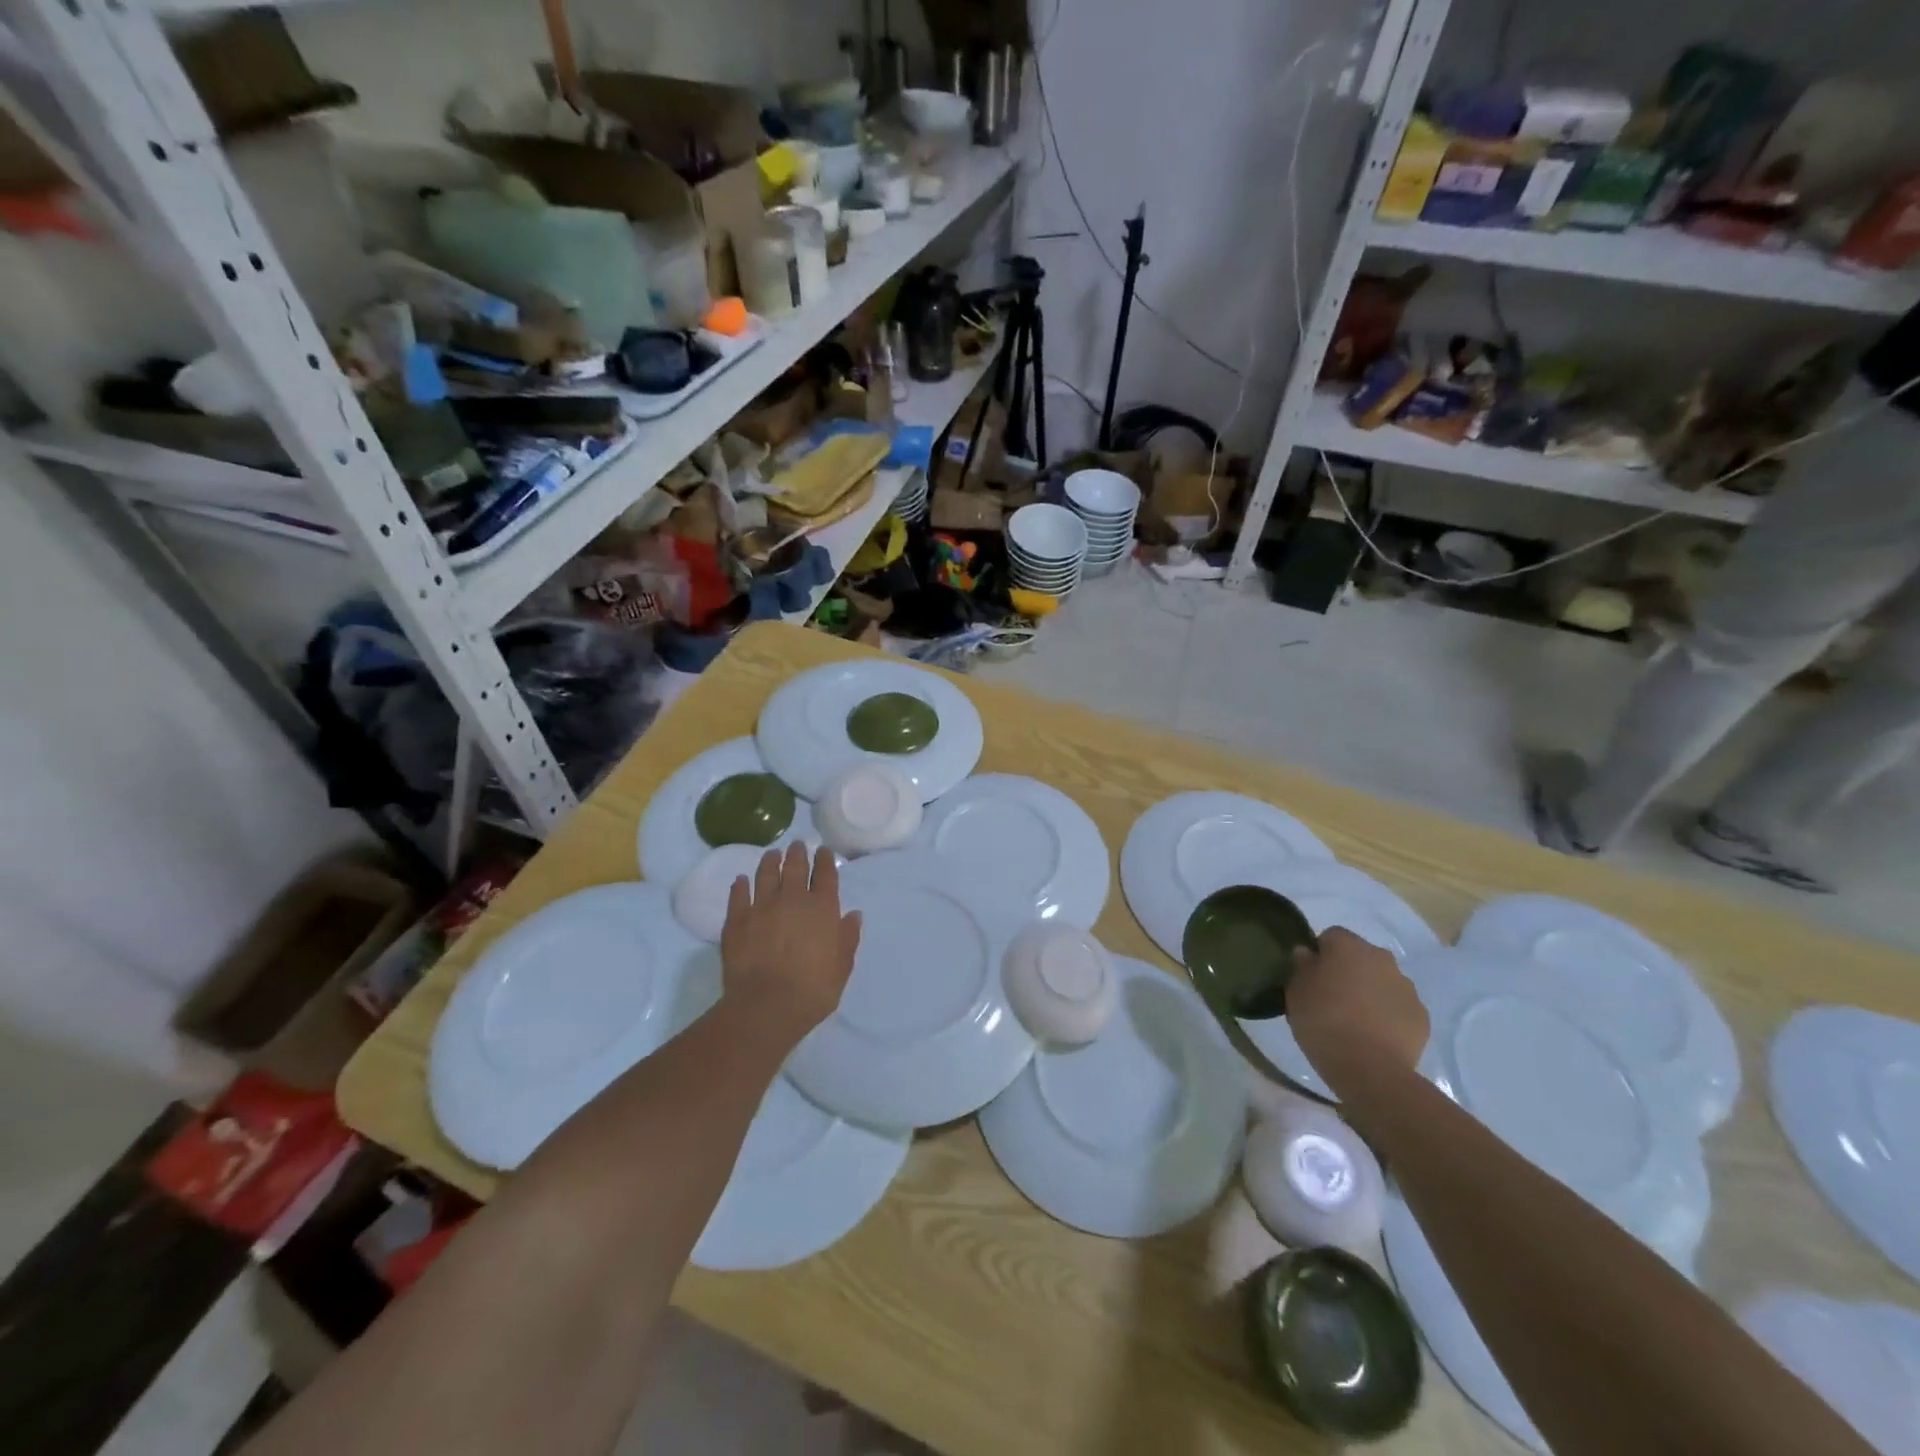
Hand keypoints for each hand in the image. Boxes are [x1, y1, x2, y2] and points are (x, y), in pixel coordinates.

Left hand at [720, 844, 862, 1043]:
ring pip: (766, 874)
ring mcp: (762, 906)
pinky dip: (741, 885)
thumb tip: (852, 915)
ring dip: (770, 861)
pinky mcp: (737, 919)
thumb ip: (847, 937)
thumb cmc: (813, 989)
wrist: (766, 1006)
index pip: (826, 874)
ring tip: (772, 854)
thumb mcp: (842, 967)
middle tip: (798, 845)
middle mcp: (793, 899)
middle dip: (798, 853)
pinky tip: (741, 881)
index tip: (823, 851)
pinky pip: (739, 895)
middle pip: (795, 867)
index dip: (825, 860)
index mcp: (822, 908)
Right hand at [1288, 927, 1429, 1096]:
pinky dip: (1387, 1015)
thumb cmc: (1323, 1021)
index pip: (1331, 936)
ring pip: (1382, 981)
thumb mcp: (1295, 991)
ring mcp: (1406, 988)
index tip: (1310, 977)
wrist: (1370, 1069)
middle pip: (1360, 957)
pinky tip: (1374, 1035)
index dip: (1319, 954)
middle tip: (1330, 997)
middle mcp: (1381, 958)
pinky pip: (1398, 1007)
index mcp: (1349, 946)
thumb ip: (1301, 966)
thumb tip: (1307, 954)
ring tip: (1354, 1020)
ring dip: (1369, 992)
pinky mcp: (1422, 1017)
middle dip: (1348, 971)